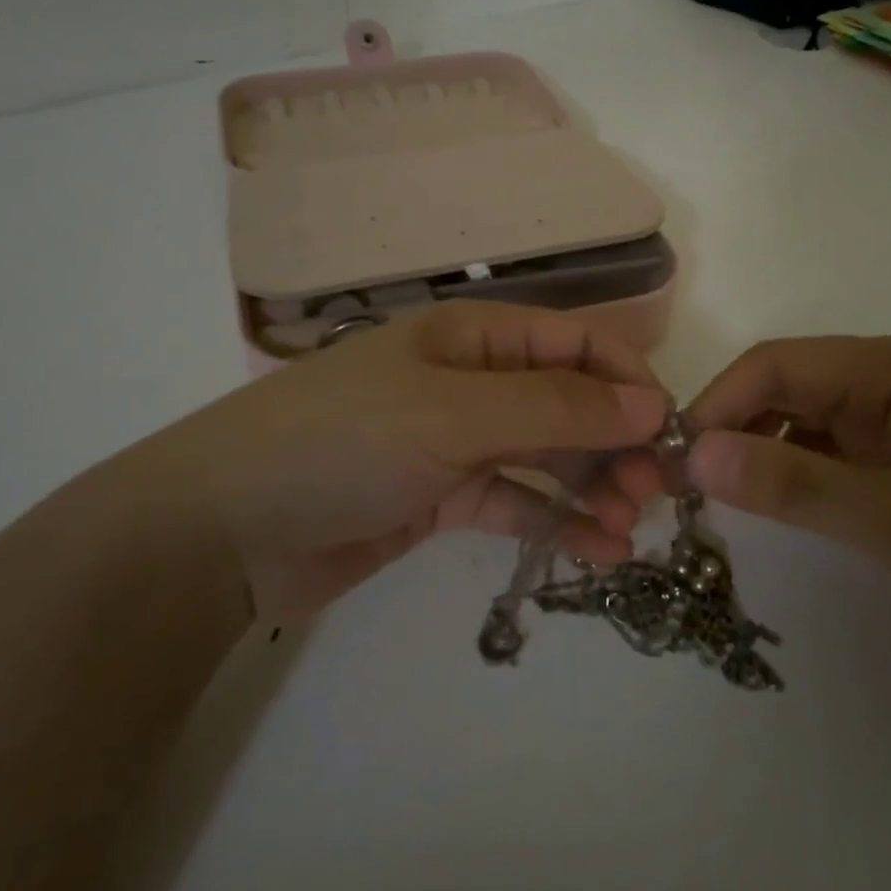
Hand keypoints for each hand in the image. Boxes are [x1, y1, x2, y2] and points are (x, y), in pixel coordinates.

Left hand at [97, 303, 669, 623]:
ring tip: (628, 530)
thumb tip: (649, 406)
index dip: (625, 379)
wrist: (223, 529)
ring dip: (592, 486)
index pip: (573, 342)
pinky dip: (554, 522)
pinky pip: (514, 501)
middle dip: (614, 442)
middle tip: (651, 494)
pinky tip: (594, 552)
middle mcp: (471, 381)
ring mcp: (456, 440)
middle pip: (565, 401)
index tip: (667, 431)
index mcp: (473, 337)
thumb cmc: (343, 442)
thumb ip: (554, 410)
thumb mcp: (453, 415)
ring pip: (546, 455)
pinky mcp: (441, 495)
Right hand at [681, 334, 890, 681]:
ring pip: (804, 424)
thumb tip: (691, 453)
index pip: (778, 365)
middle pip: (787, 389)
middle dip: (731, 431)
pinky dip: (794, 477)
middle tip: (681, 491)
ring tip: (716, 503)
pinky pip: (831, 456)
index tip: (672, 461)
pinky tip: (773, 508)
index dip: (718, 405)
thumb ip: (792, 485)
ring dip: (758, 455)